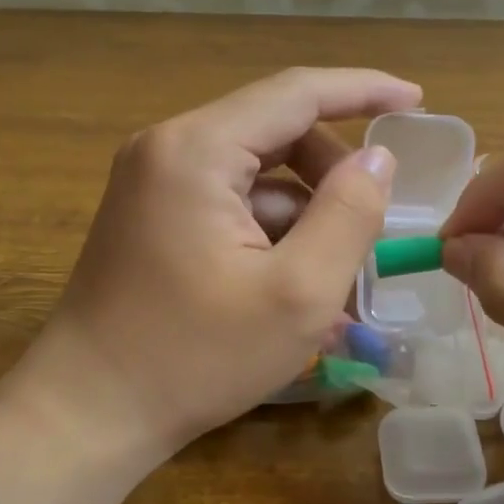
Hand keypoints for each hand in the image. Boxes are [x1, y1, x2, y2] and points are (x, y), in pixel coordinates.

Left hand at [35, 68, 419, 453]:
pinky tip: (293, 287)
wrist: (88, 413)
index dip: (363, 91)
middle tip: (372, 225)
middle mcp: (168, 148)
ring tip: (337, 276)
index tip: (415, 100)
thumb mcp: (298, 293)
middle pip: (275, 132)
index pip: (296, 93)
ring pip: (255, 174)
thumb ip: (349, 214)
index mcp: (196, 150)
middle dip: (333, 171)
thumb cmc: (195, 357)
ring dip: (304, 213)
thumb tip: (377, 161)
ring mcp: (153, 183)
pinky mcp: (152, 217)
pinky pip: (229, 204)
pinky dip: (271, 233)